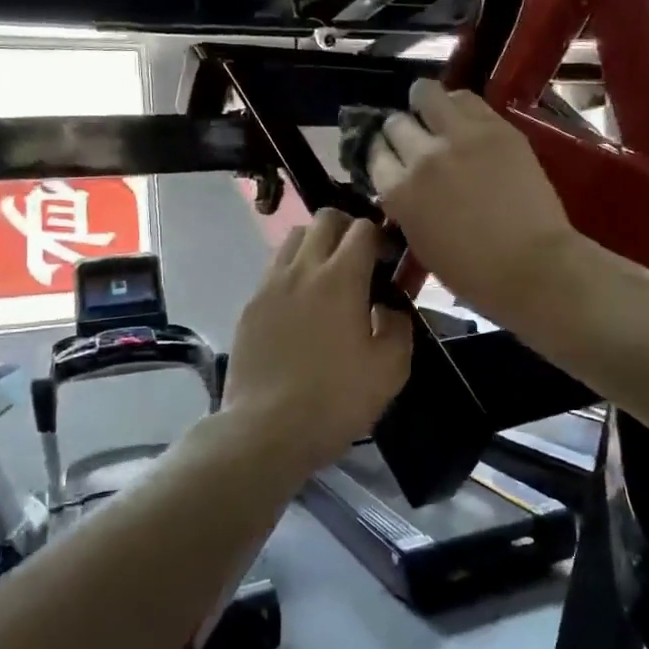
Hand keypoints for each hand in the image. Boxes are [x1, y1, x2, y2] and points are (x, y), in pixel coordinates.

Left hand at [222, 210, 412, 472]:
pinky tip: (301, 305)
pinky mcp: (250, 305)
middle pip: (324, 219)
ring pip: (294, 238)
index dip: (382, 237)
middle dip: (347, 229)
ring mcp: (270, 284)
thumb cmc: (336, 399)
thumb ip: (399, 326)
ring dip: (316, 245)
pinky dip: (293, 271)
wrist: (266, 429)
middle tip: (361, 261)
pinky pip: (274, 269)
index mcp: (341, 278)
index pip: (363, 228)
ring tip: (328, 277)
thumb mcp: (391, 369)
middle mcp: (302, 269)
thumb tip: (389, 307)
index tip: (390, 260)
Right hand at [365, 81, 579, 323]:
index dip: (381, 153)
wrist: (533, 265)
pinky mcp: (495, 128)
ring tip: (433, 110)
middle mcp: (421, 157)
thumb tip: (403, 184)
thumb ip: (405, 206)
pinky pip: (466, 99)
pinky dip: (457, 103)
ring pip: (426, 95)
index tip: (390, 156)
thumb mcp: (420, 243)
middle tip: (414, 138)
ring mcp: (459, 137)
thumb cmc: (473, 272)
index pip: (374, 154)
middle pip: (396, 123)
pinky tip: (462, 114)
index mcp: (399, 192)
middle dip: (401, 130)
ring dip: (424, 102)